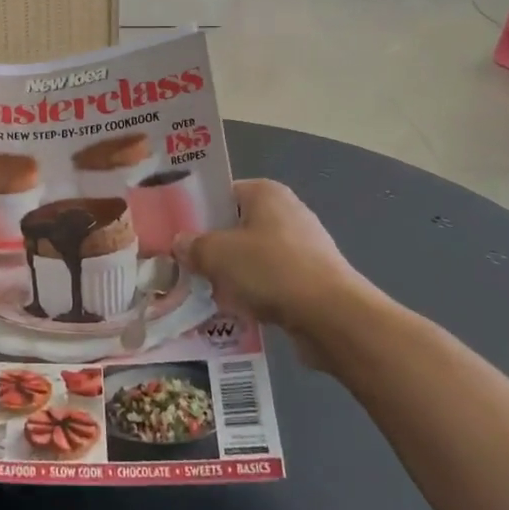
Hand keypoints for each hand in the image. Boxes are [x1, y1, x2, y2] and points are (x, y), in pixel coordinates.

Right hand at [175, 179, 375, 349]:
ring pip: (251, 258)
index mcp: (266, 193)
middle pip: (235, 228)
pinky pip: (269, 283)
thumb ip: (193, 246)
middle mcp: (286, 212)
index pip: (222, 194)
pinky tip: (234, 312)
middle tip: (185, 267)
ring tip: (204, 294)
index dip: (197, 212)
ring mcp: (302, 247)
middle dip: (211, 250)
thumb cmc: (271, 270)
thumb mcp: (217, 254)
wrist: (332, 317)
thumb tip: (179, 243)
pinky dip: (253, 295)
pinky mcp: (310, 279)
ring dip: (230, 276)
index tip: (176, 234)